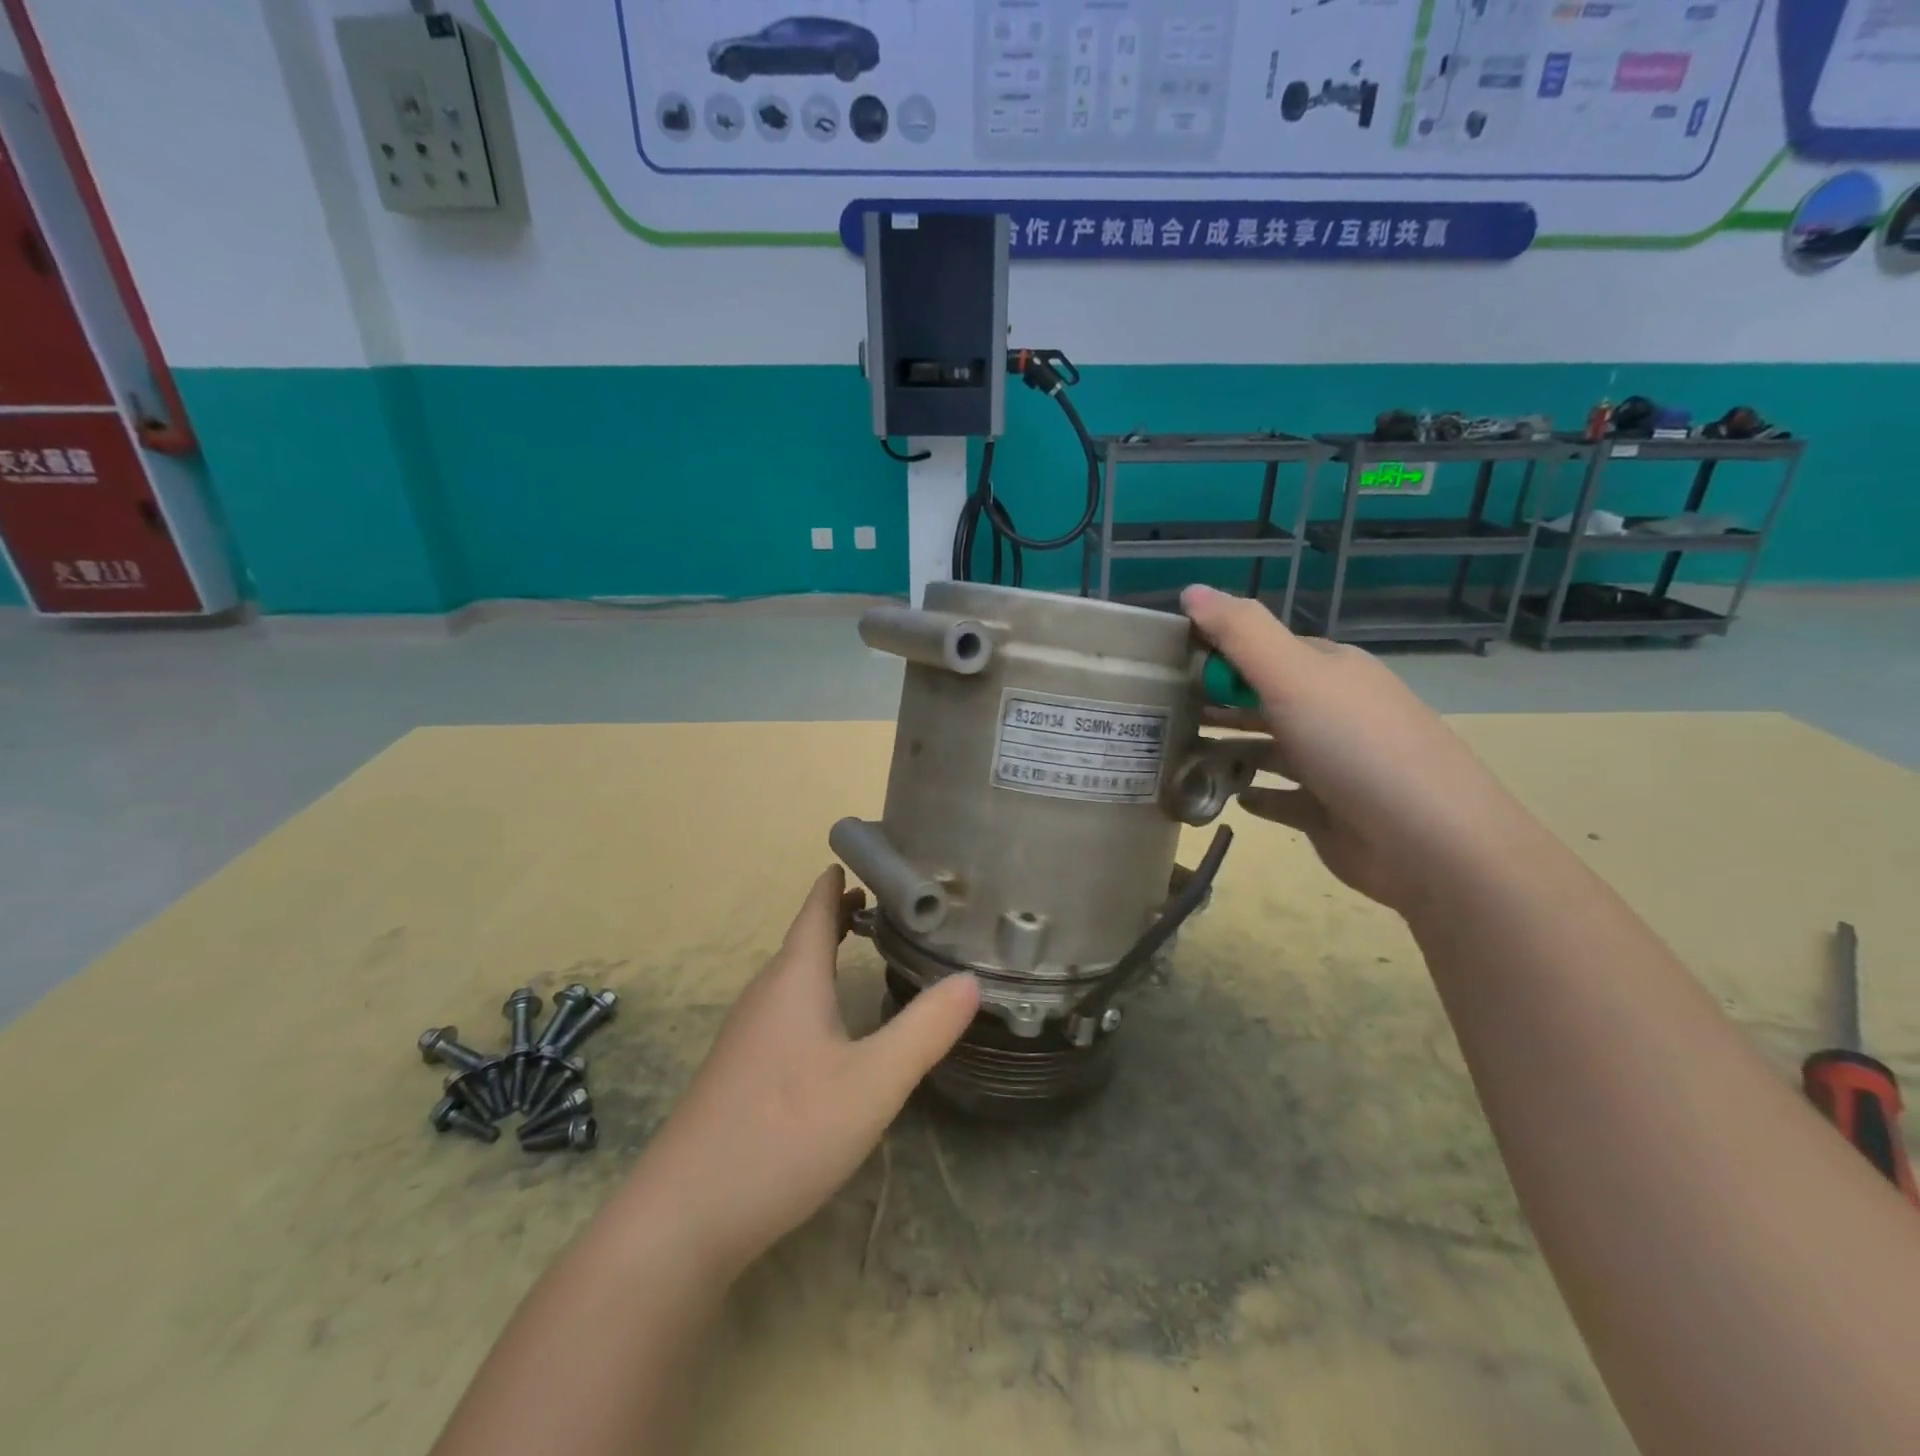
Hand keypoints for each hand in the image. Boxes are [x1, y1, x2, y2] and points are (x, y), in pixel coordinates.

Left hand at [626, 867, 978, 1280]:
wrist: (684, 1217)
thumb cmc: (785, 1132)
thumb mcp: (873, 1083)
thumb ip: (925, 1030)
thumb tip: (972, 979)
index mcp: (795, 980)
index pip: (817, 908)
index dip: (840, 879)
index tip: (871, 856)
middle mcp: (766, 994)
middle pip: (806, 937)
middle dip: (843, 913)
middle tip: (889, 901)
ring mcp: (747, 1033)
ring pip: (794, 974)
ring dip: (828, 950)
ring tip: (866, 945)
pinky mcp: (741, 1069)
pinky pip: (785, 1006)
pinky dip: (815, 988)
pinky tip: (831, 1023)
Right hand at [1183, 585, 1521, 913]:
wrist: (1428, 842)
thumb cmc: (1355, 746)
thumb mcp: (1294, 675)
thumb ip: (1241, 631)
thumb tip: (1190, 589)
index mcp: (1329, 670)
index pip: (1263, 648)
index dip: (1216, 652)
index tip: (1163, 666)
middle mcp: (1332, 710)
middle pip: (1262, 698)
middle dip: (1215, 701)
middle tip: (1158, 713)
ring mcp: (1332, 763)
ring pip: (1267, 747)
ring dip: (1227, 748)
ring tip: (1176, 755)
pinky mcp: (1326, 812)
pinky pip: (1279, 797)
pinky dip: (1252, 793)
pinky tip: (1223, 796)